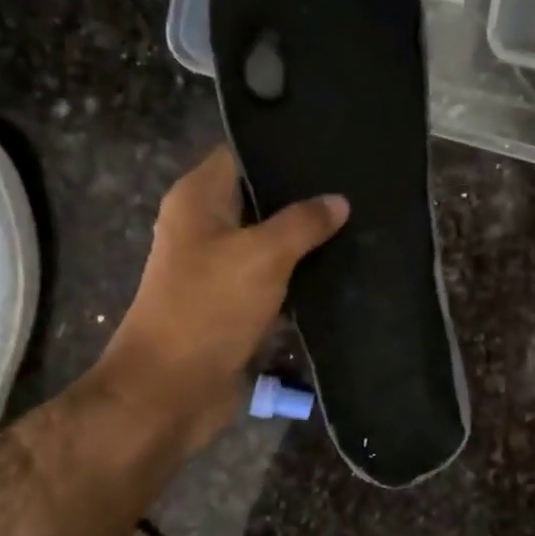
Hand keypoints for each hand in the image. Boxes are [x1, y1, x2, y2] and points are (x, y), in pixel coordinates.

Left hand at [93, 145, 347, 449]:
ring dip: (308, 241)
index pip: (242, 154)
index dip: (282, 147)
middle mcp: (206, 227)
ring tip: (361, 222)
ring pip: (272, 242)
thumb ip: (303, 223)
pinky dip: (303, 277)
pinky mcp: (237, 304)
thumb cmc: (209, 308)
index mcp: (198, 200)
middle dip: (304, 196)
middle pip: (261, 198)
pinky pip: (276, 280)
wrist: (173, 390)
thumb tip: (338, 200)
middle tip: (358, 186)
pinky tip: (344, 268)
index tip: (332, 145)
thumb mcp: (262, 255)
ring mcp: (222, 268)